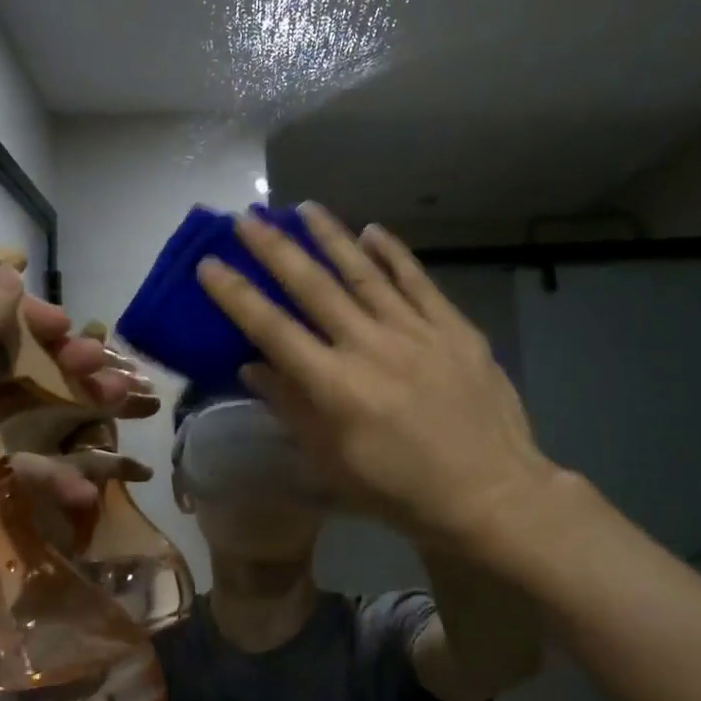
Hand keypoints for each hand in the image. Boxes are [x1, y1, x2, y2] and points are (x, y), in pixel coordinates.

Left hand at [0, 265, 152, 684]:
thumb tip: (4, 269)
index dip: (16, 315)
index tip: (64, 326)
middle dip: (55, 365)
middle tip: (102, 368)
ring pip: (13, 418)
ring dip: (67, 415)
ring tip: (118, 411)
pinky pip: (11, 470)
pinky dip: (47, 475)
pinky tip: (83, 491)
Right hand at [196, 204, 561, 547]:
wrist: (491, 492)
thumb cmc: (402, 490)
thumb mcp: (334, 464)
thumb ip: (292, 408)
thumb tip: (252, 365)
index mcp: (336, 386)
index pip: (273, 329)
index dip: (236, 295)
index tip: (209, 264)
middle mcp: (371, 347)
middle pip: (314, 287)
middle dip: (274, 249)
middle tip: (246, 218)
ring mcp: (417, 331)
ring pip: (365, 272)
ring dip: (331, 237)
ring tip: (305, 208)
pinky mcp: (454, 328)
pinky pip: (418, 281)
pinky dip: (394, 254)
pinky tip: (373, 232)